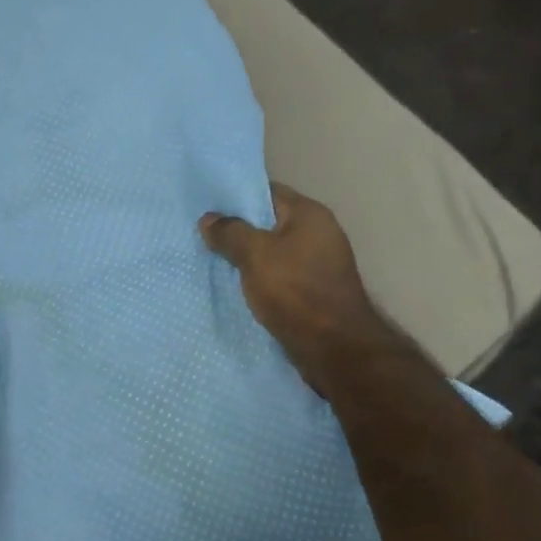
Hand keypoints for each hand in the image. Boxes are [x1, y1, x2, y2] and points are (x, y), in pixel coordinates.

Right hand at [201, 183, 393, 394]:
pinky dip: (261, 278)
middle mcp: (319, 233)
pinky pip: (281, 275)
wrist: (335, 349)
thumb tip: (209, 218)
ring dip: (248, 257)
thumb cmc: (295, 292)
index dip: (237, 196)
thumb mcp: (255, 255)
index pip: (268, 191)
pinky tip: (237, 286)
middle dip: (239, 229)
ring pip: (274, 251)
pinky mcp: (316, 291)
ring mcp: (320, 263)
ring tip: (214, 260)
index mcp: (310, 214)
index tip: (209, 206)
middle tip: (205, 235)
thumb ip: (230, 232)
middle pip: (270, 222)